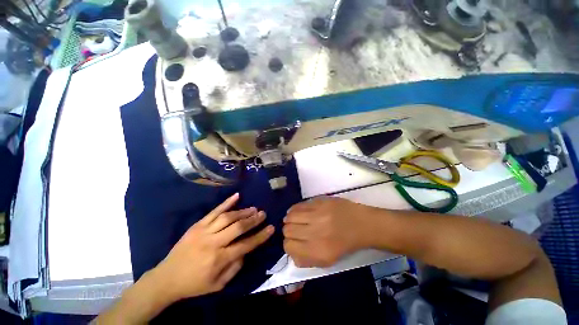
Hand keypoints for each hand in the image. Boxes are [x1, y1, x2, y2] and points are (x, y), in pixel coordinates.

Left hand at [152, 193, 273, 301]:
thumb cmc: (194, 284)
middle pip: (238, 227)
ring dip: (243, 211)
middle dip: (253, 220)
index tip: (271, 228)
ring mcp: (204, 231)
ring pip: (228, 217)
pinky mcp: (197, 225)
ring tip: (253, 208)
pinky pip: (214, 211)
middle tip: (263, 213)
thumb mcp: (218, 284)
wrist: (166, 278)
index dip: (260, 236)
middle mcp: (213, 243)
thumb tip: (246, 250)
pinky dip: (226, 202)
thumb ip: (235, 267)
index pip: (246, 245)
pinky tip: (237, 196)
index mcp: (219, 259)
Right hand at [283, 197, 373, 267]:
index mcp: (317, 251)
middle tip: (294, 229)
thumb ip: (306, 260)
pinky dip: (294, 209)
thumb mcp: (327, 261)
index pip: (288, 246)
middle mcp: (315, 233)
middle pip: (287, 230)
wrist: (361, 224)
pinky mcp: (319, 202)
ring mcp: (317, 215)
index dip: (288, 244)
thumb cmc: (344, 244)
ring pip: (290, 216)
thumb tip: (291, 252)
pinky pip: (298, 205)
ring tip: (295, 219)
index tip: (293, 241)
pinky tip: (298, 211)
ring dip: (289, 219)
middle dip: (288, 231)